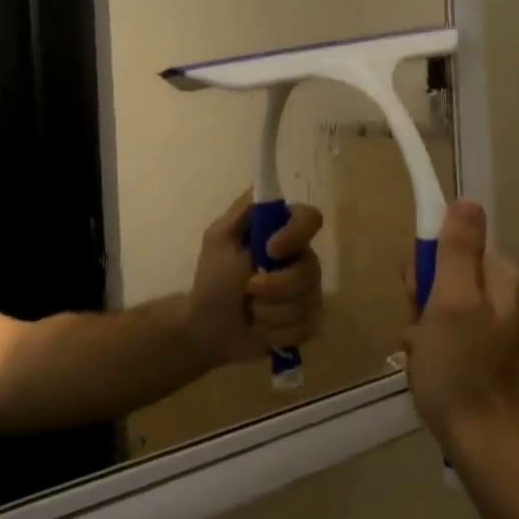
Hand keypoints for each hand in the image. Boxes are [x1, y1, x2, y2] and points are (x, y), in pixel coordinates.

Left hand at [183, 194, 324, 366]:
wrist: (207, 328)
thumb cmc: (212, 279)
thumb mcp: (219, 238)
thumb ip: (243, 211)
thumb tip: (265, 187)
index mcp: (282, 234)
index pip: (310, 219)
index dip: (296, 234)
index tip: (270, 249)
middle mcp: (301, 260)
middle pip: (311, 269)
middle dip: (276, 286)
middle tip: (248, 290)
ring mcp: (307, 293)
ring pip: (308, 301)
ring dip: (270, 312)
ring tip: (250, 312)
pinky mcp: (307, 323)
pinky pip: (305, 327)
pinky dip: (276, 331)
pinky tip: (259, 330)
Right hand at [405, 200, 518, 460]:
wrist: (488, 450)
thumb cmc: (462, 371)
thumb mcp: (451, 303)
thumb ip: (457, 251)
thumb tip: (466, 201)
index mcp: (500, 278)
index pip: (450, 245)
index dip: (425, 267)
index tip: (419, 295)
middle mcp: (504, 298)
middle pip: (445, 277)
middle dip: (422, 302)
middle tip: (421, 333)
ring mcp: (498, 331)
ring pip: (441, 310)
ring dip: (423, 330)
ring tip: (425, 358)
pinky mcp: (489, 359)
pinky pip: (449, 338)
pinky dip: (433, 351)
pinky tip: (432, 372)